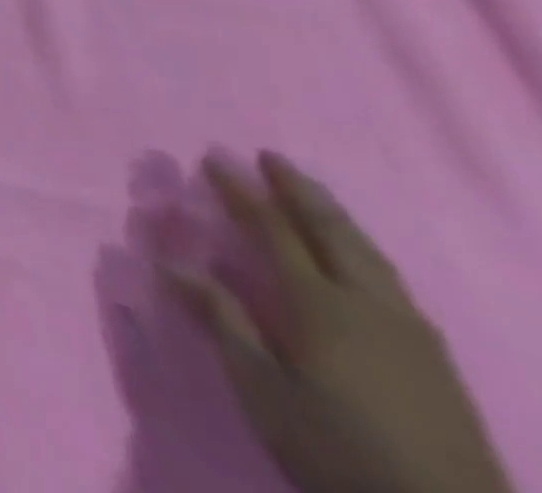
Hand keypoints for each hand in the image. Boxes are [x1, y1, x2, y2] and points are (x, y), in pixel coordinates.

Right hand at [165, 152, 511, 492]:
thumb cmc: (337, 452)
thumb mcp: (264, 391)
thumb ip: (222, 321)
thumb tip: (172, 262)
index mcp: (319, 304)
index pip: (272, 229)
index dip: (241, 191)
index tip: (214, 158)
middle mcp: (367, 303)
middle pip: (332, 231)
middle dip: (297, 189)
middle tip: (269, 156)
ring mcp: (411, 332)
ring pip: (369, 254)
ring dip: (334, 216)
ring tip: (310, 194)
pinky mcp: (436, 360)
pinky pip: (390, 280)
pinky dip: (361, 249)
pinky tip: (358, 258)